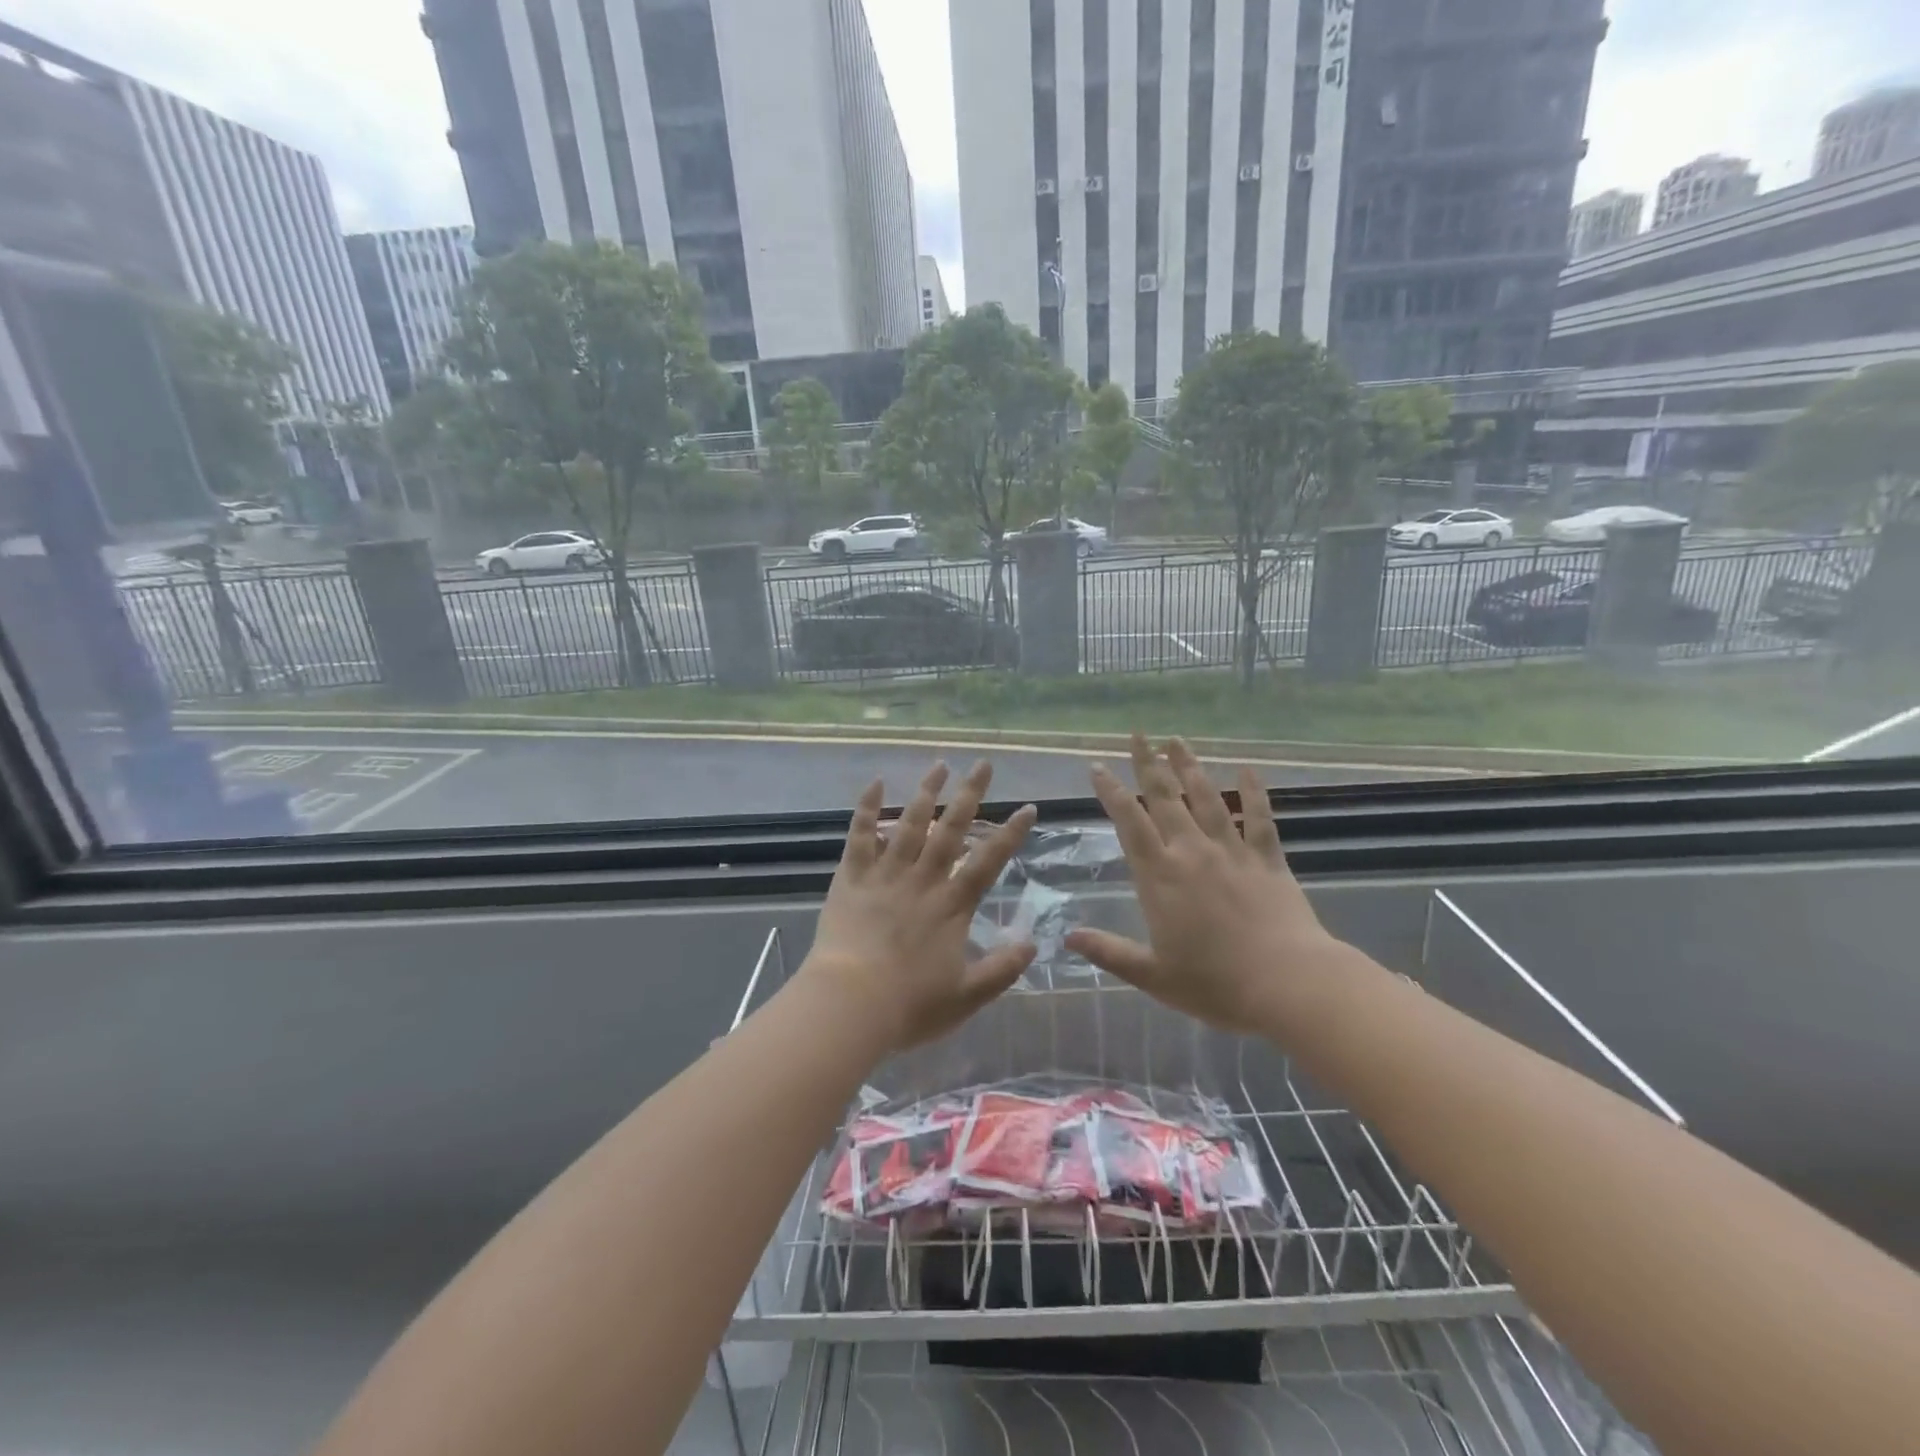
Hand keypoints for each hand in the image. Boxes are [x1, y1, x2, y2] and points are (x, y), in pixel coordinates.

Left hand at [803, 761, 1038, 1052]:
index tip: (1028, 807)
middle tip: (983, 764)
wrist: (849, 1005)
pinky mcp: (852, 877)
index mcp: (952, 905)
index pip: (989, 861)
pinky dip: (867, 808)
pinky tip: (876, 782)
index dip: (1011, 834)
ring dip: (926, 792)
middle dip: (970, 795)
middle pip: (951, 829)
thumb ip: (1002, 970)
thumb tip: (1033, 944)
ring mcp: (886, 874)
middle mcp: (923, 879)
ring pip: (909, 823)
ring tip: (940, 764)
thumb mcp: (967, 996)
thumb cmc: (910, 1005)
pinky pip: (860, 836)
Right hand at [1065, 735, 1343, 1035]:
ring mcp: (1232, 852)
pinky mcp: (1267, 859)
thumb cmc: (1215, 984)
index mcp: (1160, 877)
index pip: (1130, 823)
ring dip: (1190, 767)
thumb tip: (1067, 937)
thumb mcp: (1153, 975)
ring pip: (1207, 798)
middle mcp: (1192, 852)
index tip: (1098, 767)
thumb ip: (1109, 952)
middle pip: (1166, 798)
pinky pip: (1260, 818)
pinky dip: (1255, 792)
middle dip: (1148, 764)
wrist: (1287, 984)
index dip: (1112, 792)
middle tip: (1138, 735)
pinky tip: (1248, 769)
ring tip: (1177, 740)